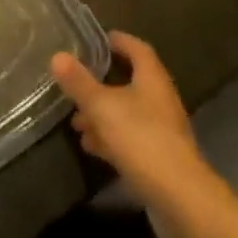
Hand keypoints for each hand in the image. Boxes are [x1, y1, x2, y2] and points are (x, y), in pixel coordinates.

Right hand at [51, 31, 208, 215]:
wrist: (180, 197)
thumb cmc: (142, 139)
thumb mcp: (103, 107)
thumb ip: (80, 83)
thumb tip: (57, 55)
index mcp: (152, 77)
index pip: (136, 48)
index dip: (117, 41)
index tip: (95, 40)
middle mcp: (160, 98)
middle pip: (130, 81)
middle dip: (101, 83)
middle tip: (76, 84)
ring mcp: (161, 129)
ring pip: (127, 112)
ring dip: (102, 114)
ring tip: (75, 121)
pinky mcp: (158, 157)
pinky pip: (130, 138)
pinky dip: (110, 137)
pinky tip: (91, 146)